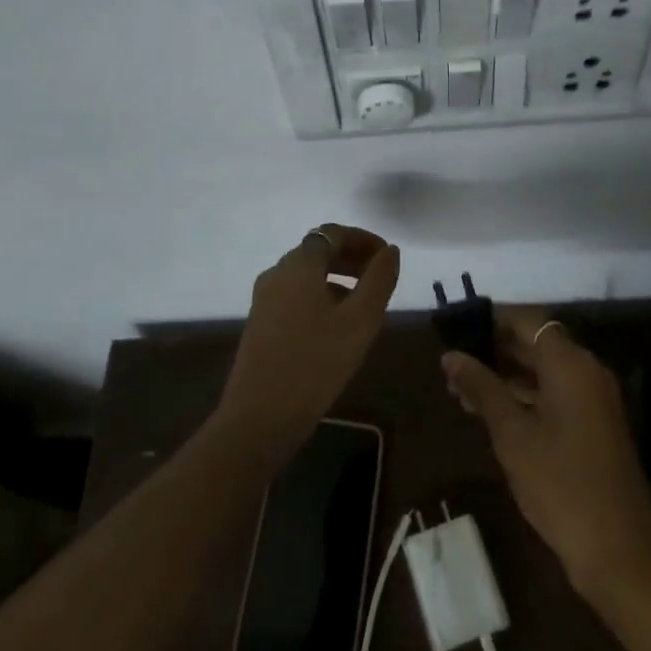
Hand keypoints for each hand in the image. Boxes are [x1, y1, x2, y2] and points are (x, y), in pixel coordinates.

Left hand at [215, 225, 400, 460]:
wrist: (259, 417)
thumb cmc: (316, 363)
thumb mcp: (360, 321)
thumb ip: (379, 280)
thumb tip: (390, 251)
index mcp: (299, 264)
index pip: (333, 233)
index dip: (364, 239)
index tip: (388, 257)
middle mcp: (277, 272)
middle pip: (318, 250)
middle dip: (352, 257)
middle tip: (381, 277)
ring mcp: (265, 298)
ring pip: (307, 275)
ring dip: (338, 278)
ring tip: (365, 303)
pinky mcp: (261, 322)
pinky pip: (296, 295)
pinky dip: (321, 296)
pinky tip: (338, 325)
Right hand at [443, 308, 650, 606]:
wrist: (620, 552)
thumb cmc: (560, 484)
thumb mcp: (512, 434)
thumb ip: (481, 388)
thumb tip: (450, 355)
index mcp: (570, 363)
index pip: (527, 321)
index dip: (491, 321)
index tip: (457, 330)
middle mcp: (587, 371)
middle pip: (536, 344)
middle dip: (494, 351)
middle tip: (453, 365)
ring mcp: (594, 399)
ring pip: (544, 372)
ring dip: (506, 377)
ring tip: (461, 392)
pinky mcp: (595, 425)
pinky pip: (555, 395)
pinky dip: (525, 397)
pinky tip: (491, 414)